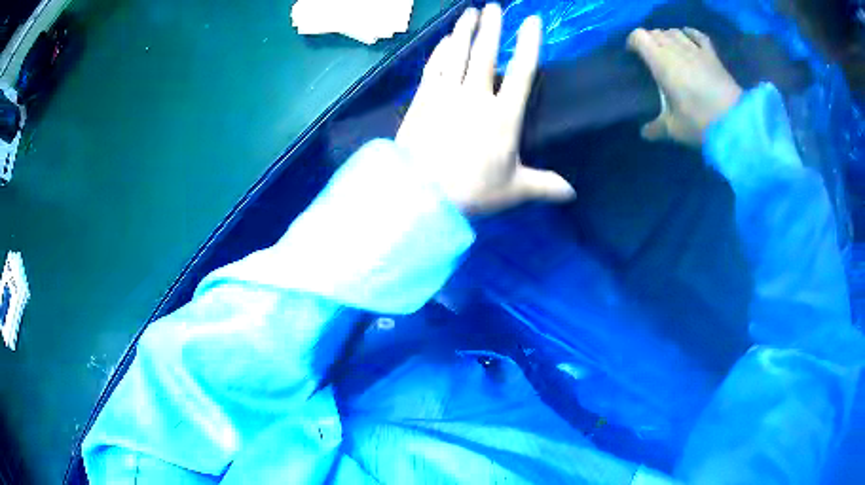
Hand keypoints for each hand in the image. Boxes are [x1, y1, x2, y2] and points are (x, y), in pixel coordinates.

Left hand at [396, 4, 574, 214]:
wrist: (419, 194)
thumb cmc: (471, 192)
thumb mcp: (513, 190)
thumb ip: (544, 185)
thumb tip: (572, 193)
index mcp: (502, 116)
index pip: (521, 72)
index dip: (529, 44)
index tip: (532, 21)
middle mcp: (474, 97)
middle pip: (484, 53)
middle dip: (491, 27)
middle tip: (493, 6)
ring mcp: (445, 95)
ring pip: (456, 54)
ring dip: (463, 31)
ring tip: (468, 13)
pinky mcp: (422, 100)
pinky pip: (433, 68)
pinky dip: (439, 52)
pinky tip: (443, 41)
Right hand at [627, 28, 742, 146]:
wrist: (735, 122)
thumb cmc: (699, 122)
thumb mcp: (673, 129)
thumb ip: (656, 128)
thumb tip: (645, 133)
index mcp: (660, 61)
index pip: (639, 36)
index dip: (633, 42)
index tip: (633, 55)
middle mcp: (675, 48)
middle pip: (656, 33)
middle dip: (650, 41)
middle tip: (651, 57)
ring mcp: (695, 49)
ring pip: (674, 31)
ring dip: (668, 37)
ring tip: (669, 50)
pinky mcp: (712, 54)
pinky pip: (697, 35)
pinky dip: (690, 33)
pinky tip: (688, 37)